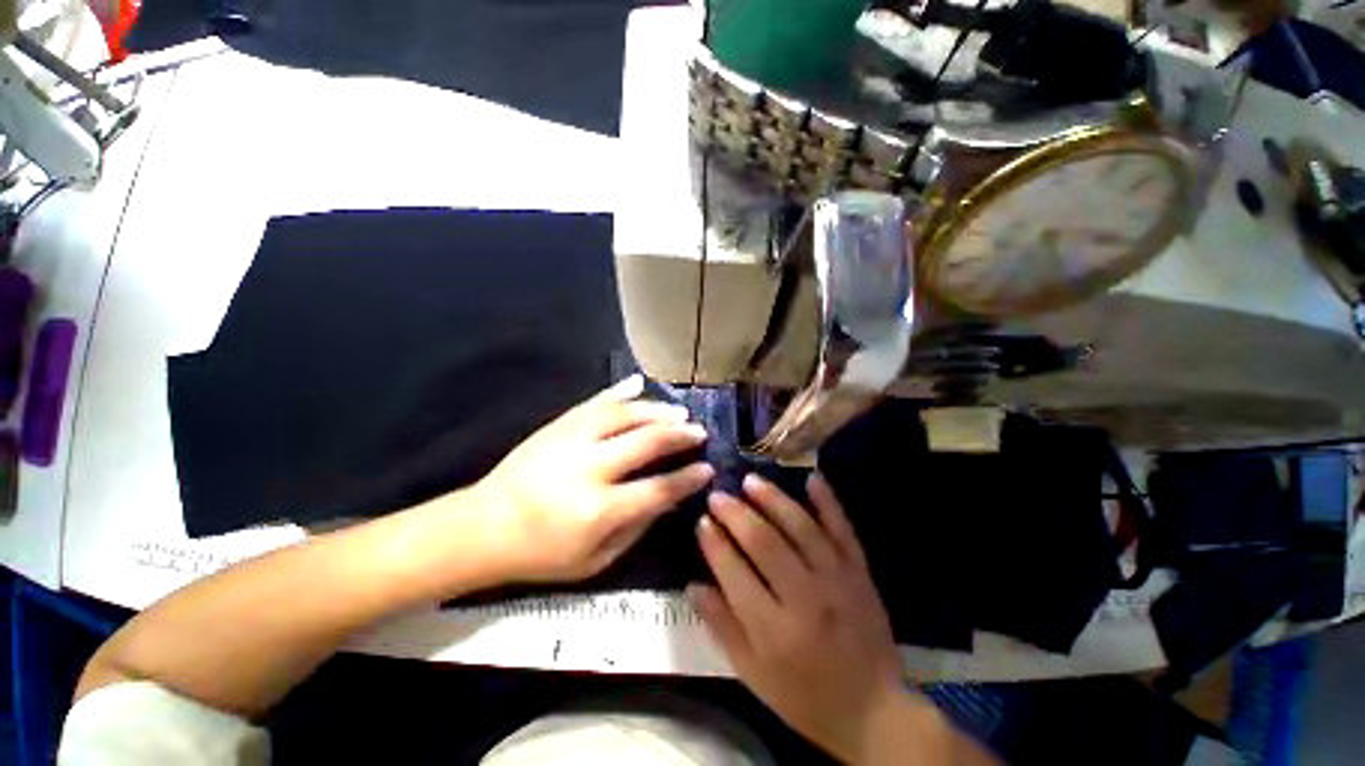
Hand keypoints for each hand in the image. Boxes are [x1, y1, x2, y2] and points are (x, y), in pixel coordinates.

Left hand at [473, 375, 713, 582]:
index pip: (657, 488)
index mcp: (598, 510)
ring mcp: (571, 440)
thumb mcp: (595, 560)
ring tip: (679, 411)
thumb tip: (668, 498)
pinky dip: (620, 392)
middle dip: (679, 435)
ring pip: (624, 414)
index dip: (688, 478)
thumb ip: (636, 527)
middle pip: (646, 442)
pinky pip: (595, 402)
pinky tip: (640, 384)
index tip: (708, 468)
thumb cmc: (541, 553)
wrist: (483, 526)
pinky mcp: (558, 425)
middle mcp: (588, 468)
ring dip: (656, 410)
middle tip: (700, 431)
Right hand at [691, 474, 906, 762]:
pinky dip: (828, 502)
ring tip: (750, 481)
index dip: (714, 543)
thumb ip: (722, 627)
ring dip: (773, 499)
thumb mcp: (752, 674)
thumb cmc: (804, 696)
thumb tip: (693, 584)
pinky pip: (843, 529)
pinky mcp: (860, 572)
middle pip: (765, 543)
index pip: (735, 573)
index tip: (701, 521)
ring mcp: (837, 579)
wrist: (873, 710)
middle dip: (736, 514)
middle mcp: (806, 597)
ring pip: (800, 527)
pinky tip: (811, 478)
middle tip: (718, 495)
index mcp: (774, 630)